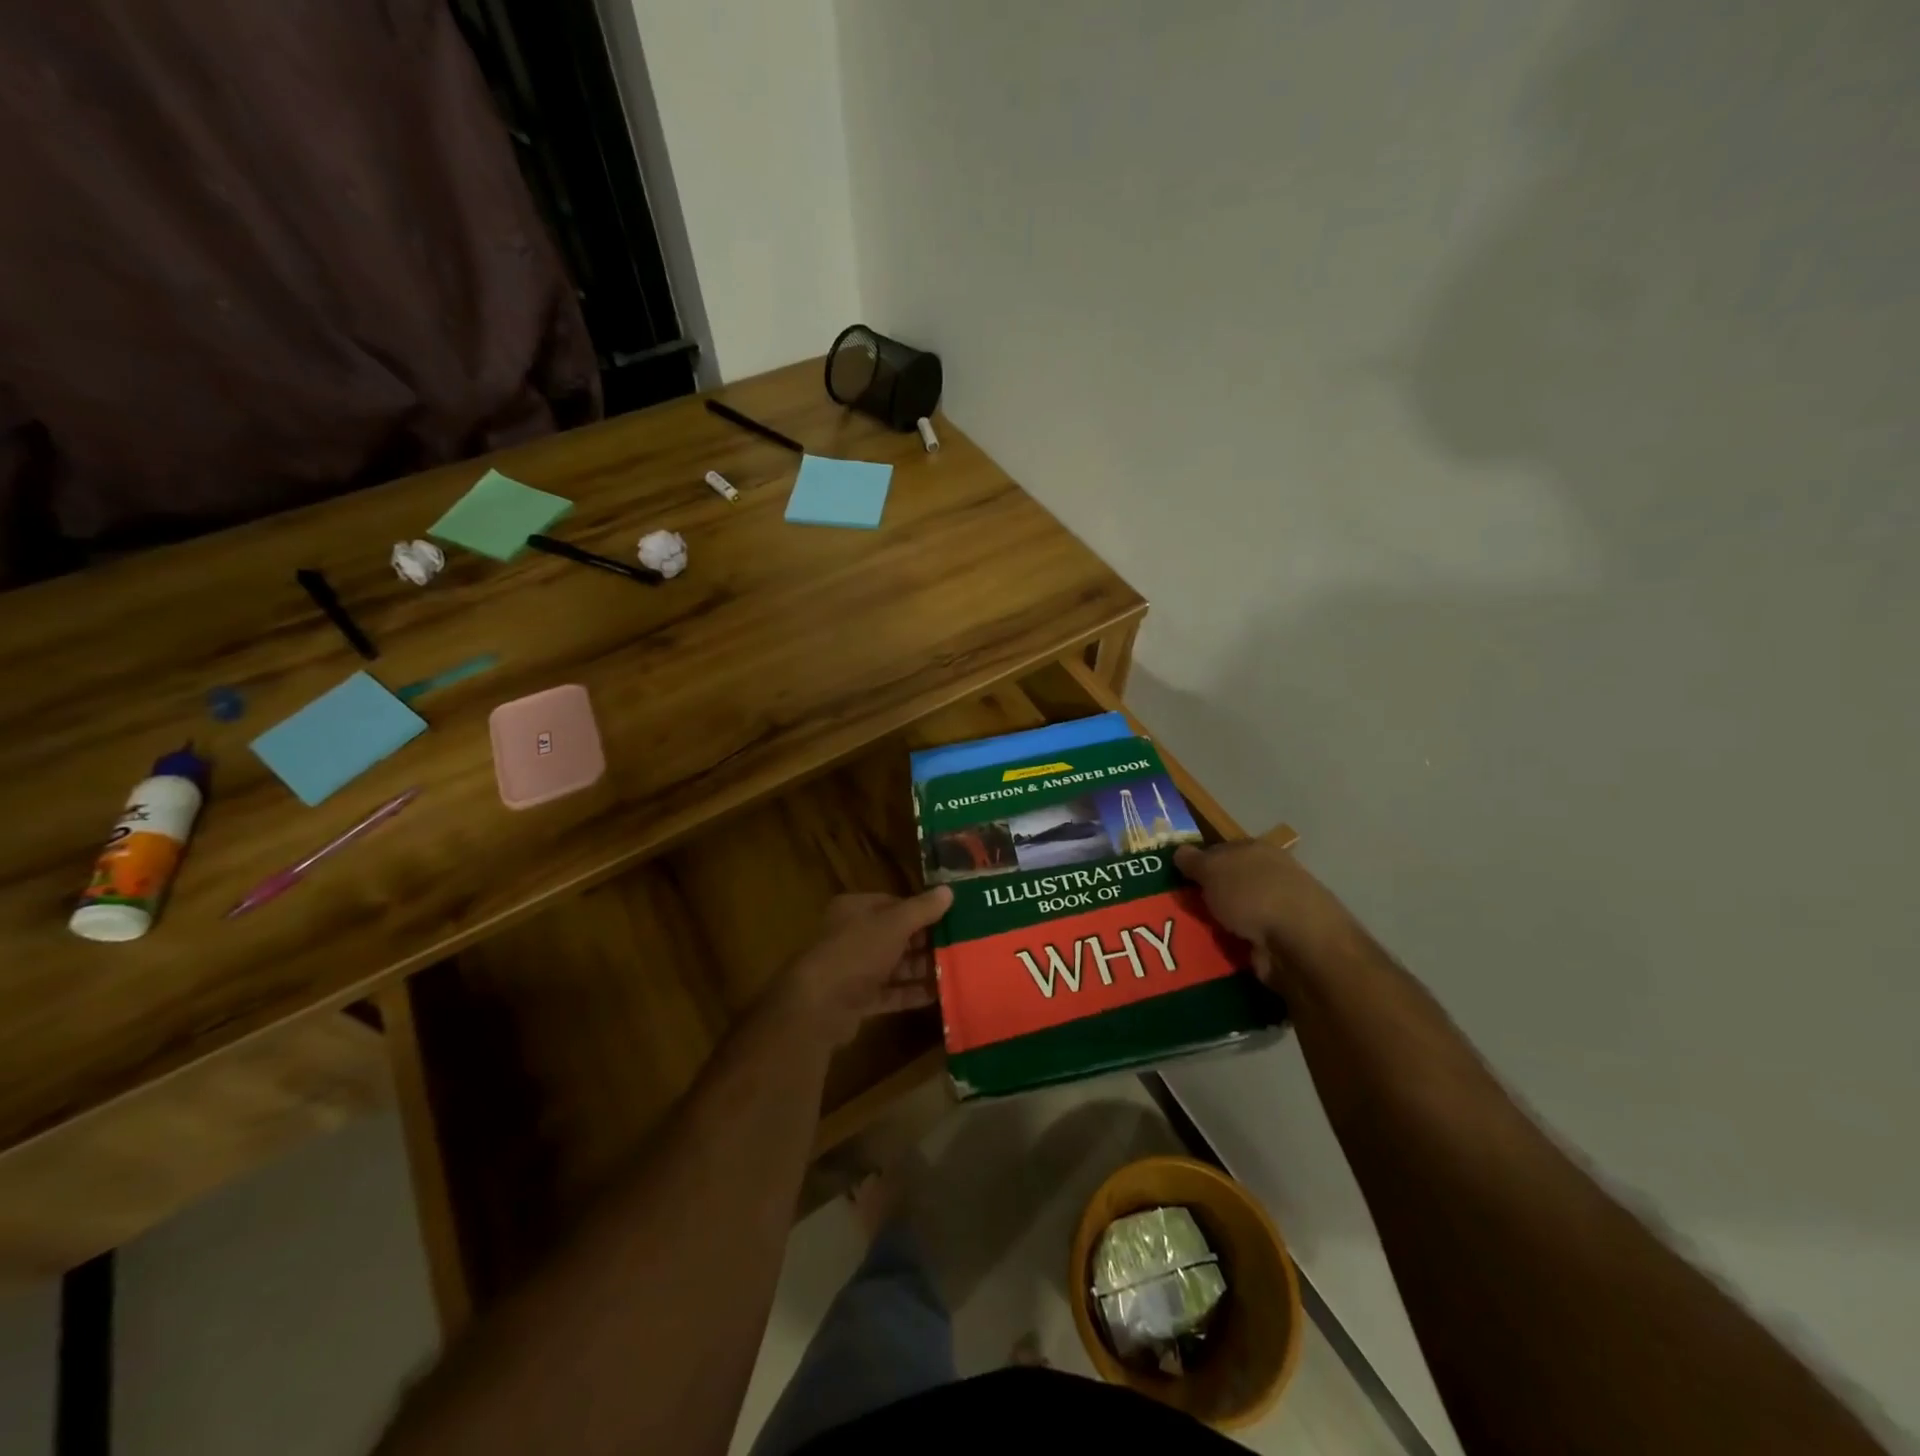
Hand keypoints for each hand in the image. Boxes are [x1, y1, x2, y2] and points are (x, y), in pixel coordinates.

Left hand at [774, 887, 953, 1048]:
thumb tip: (948, 891)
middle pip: (895, 935)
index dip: (921, 910)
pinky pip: (891, 993)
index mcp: (855, 909)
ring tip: (956, 970)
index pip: (893, 904)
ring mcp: (853, 969)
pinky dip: (912, 993)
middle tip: (959, 946)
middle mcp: (852, 936)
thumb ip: (922, 909)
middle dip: (926, 942)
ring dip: (922, 969)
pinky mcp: (857, 1000)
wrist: (819, 1005)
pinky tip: (940, 995)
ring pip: (895, 965)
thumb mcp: (894, 924)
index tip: (950, 918)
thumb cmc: (856, 952)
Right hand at [1173, 840, 1356, 984]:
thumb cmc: (1252, 893)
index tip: (1175, 877)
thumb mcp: (1212, 868)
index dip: (1199, 861)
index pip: (1222, 850)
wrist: (1297, 943)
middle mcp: (1270, 876)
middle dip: (1205, 895)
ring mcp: (1278, 911)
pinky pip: (1242, 940)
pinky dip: (1228, 945)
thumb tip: (1180, 852)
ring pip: (1234, 913)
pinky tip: (1208, 951)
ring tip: (1183, 933)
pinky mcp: (1279, 943)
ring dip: (1215, 923)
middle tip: (1174, 908)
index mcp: (1257, 850)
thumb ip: (1193, 861)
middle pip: (1228, 883)